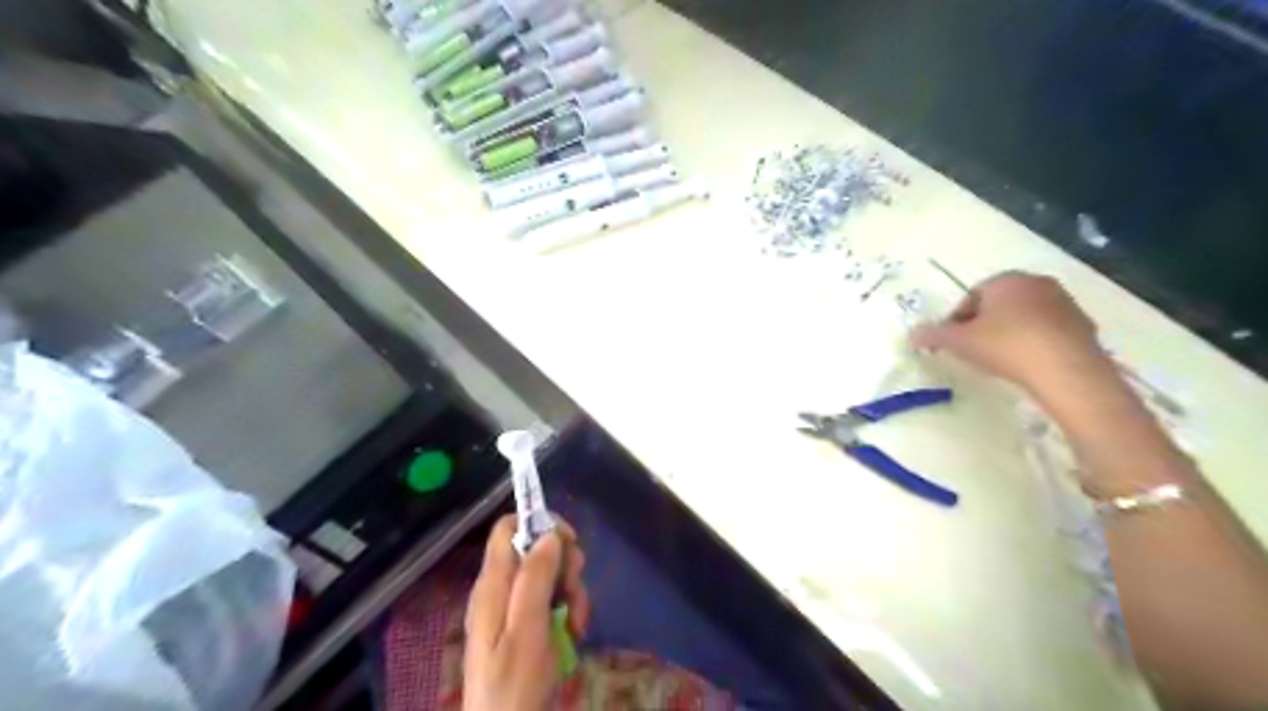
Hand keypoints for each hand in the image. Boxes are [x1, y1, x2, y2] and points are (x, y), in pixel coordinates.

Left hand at [462, 514, 590, 710]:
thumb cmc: (515, 685)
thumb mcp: (528, 630)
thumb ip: (535, 579)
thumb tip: (548, 533)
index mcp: (493, 584)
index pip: (507, 528)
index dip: (539, 525)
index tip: (568, 542)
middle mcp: (500, 589)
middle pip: (535, 549)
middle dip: (563, 563)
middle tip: (574, 589)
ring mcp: (513, 607)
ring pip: (549, 574)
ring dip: (571, 590)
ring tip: (577, 622)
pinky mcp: (526, 625)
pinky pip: (551, 600)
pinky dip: (568, 609)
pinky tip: (575, 631)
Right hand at [913, 271, 1112, 393]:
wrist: (1066, 370)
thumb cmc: (1006, 346)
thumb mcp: (959, 342)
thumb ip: (933, 335)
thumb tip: (911, 335)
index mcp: (1005, 280)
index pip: (972, 295)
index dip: (958, 319)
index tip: (953, 342)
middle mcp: (1036, 283)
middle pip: (999, 303)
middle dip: (984, 323)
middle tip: (973, 349)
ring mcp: (1064, 302)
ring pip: (1024, 315)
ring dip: (1010, 332)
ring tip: (1000, 359)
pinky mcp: (1083, 324)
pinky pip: (1047, 330)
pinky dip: (1034, 342)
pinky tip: (1027, 363)